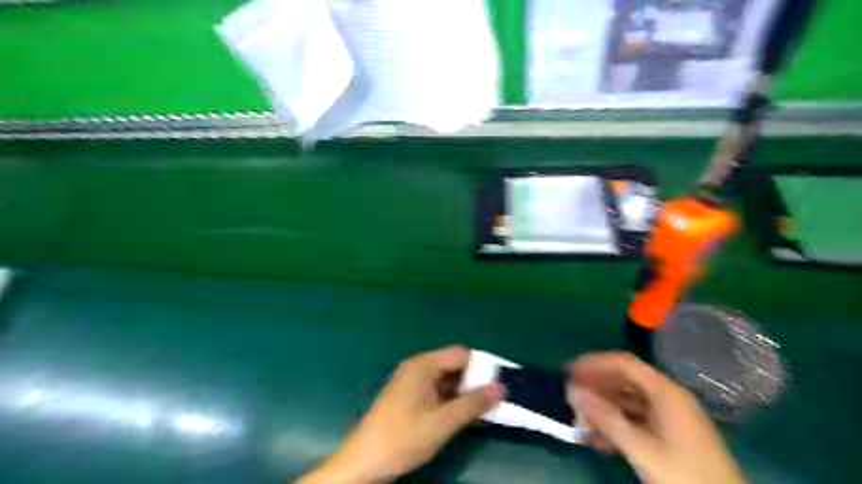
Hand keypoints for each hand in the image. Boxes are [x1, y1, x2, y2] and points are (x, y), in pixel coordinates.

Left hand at [300, 346, 505, 480]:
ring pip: (446, 379)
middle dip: (473, 381)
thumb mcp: (442, 422)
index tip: (497, 385)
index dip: (480, 367)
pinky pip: (437, 390)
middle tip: (492, 400)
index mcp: (423, 365)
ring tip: (482, 409)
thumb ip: (473, 404)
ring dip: (463, 392)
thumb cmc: (403, 437)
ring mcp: (411, 383)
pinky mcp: (409, 397)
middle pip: (453, 365)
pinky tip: (462, 415)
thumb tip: (501, 387)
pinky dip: (451, 400)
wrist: (364, 462)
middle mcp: (417, 368)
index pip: (460, 354)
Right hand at [571, 351, 744, 482]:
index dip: (595, 363)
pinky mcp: (669, 436)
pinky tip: (596, 437)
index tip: (569, 370)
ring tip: (577, 418)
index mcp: (666, 393)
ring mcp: (670, 417)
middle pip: (625, 381)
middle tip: (569, 395)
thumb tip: (574, 392)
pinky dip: (615, 424)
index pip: (624, 364)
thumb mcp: (643, 450)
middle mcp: (668, 398)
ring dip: (602, 408)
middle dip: (595, 387)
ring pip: (628, 402)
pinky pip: (636, 420)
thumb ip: (607, 419)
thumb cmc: (686, 477)